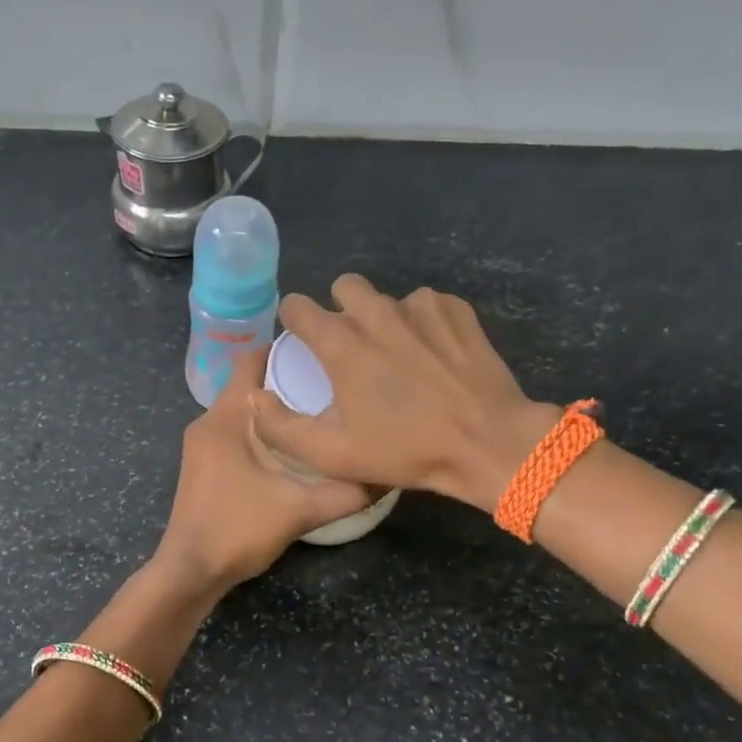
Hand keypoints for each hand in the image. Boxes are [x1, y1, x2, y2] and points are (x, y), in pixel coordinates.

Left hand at [154, 347, 372, 591]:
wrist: (190, 572)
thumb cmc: (237, 530)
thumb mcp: (299, 510)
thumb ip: (346, 492)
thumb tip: (387, 474)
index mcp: (225, 418)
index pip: (249, 361)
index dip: (283, 349)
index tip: (321, 352)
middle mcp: (208, 422)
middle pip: (248, 385)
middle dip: (286, 380)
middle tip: (330, 385)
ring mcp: (202, 445)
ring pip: (242, 411)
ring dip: (274, 409)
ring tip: (317, 414)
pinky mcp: (203, 465)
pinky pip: (235, 432)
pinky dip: (261, 431)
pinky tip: (291, 449)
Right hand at [249, 274, 561, 513]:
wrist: (486, 442)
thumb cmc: (405, 450)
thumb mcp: (331, 454)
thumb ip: (280, 426)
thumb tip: (254, 397)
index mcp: (341, 342)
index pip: (297, 305)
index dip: (294, 321)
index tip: (303, 342)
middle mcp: (376, 313)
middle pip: (344, 287)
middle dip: (341, 309)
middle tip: (352, 347)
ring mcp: (420, 307)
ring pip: (387, 298)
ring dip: (383, 319)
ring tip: (398, 356)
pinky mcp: (455, 310)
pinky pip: (426, 305)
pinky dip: (422, 324)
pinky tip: (433, 355)